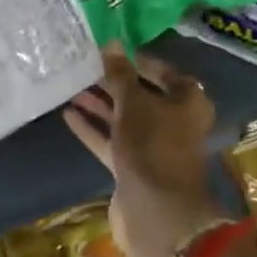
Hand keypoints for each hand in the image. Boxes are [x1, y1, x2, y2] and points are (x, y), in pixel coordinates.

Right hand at [63, 46, 232, 256]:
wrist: (156, 213)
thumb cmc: (152, 145)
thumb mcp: (134, 103)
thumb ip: (120, 74)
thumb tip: (111, 43)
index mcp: (188, 102)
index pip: (162, 72)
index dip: (136, 61)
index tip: (109, 51)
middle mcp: (174, 122)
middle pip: (141, 96)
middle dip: (113, 83)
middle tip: (84, 67)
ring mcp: (154, 148)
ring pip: (124, 119)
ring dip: (100, 105)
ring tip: (71, 87)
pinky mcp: (134, 168)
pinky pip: (112, 141)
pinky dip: (93, 129)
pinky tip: (69, 114)